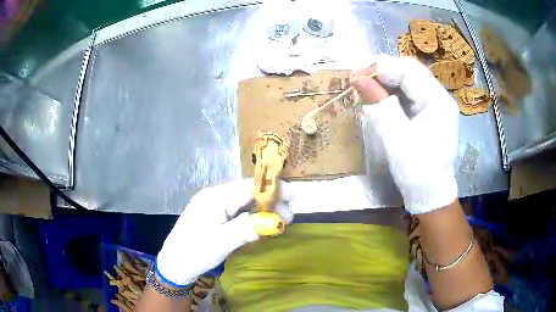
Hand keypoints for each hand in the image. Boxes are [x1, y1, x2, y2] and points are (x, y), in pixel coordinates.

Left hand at [155, 178, 294, 286]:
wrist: (173, 264)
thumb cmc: (195, 251)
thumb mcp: (222, 241)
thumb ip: (248, 228)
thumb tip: (274, 222)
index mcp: (216, 197)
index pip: (250, 187)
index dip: (274, 189)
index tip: (294, 197)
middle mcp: (215, 196)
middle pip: (248, 193)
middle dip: (271, 202)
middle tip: (289, 218)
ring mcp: (213, 206)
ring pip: (244, 203)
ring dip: (262, 211)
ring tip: (279, 223)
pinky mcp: (213, 217)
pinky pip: (237, 212)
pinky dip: (251, 217)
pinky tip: (260, 225)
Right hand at [351, 54, 458, 214]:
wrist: (431, 194)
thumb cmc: (417, 171)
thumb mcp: (396, 137)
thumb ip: (379, 104)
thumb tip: (357, 78)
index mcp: (438, 102)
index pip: (409, 70)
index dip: (382, 67)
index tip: (357, 75)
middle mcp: (440, 97)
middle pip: (410, 70)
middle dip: (383, 72)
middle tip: (359, 81)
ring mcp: (436, 104)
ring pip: (409, 79)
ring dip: (387, 80)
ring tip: (367, 88)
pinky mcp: (430, 111)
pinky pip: (410, 92)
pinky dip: (393, 91)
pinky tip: (381, 97)